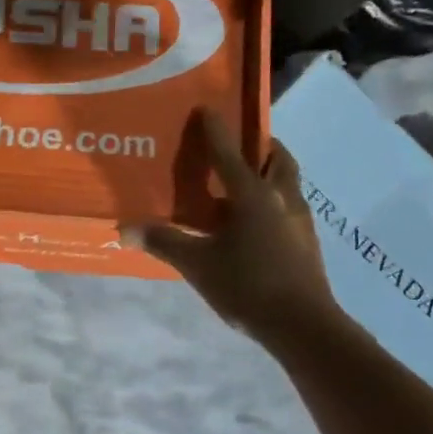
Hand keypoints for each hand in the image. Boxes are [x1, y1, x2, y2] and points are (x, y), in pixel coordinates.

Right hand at [128, 111, 338, 346]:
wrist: (303, 326)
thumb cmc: (248, 286)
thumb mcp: (198, 264)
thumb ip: (164, 242)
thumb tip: (125, 228)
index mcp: (252, 195)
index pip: (229, 153)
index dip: (216, 129)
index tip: (207, 108)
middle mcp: (281, 197)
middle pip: (277, 158)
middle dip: (260, 146)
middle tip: (239, 145)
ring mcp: (300, 219)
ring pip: (287, 182)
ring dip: (269, 173)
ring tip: (244, 182)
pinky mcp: (307, 241)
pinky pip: (289, 206)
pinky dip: (273, 201)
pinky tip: (255, 222)